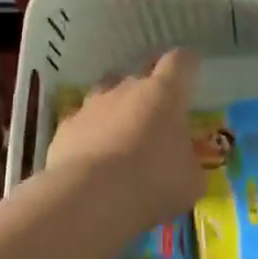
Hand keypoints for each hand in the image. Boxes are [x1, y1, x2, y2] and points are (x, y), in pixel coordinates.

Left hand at [46, 50, 202, 233]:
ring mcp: (92, 105)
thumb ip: (190, 164)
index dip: (187, 64)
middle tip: (157, 114)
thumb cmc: (153, 182)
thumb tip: (186, 165)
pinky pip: (82, 122)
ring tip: (123, 135)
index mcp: (165, 93)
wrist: (89, 198)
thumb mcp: (191, 181)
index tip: (192, 72)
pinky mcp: (65, 127)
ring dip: (117, 108)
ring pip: (107, 92)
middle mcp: (127, 88)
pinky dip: (90, 133)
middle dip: (150, 90)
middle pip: (140, 73)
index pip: (180, 61)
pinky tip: (93, 158)